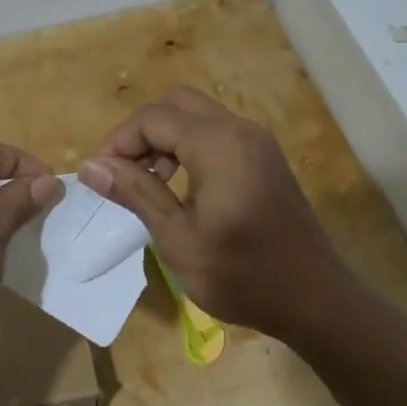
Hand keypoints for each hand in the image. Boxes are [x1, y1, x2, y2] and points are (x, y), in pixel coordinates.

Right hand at [79, 88, 356, 343]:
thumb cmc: (242, 275)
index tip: (98, 177)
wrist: (315, 300)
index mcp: (218, 144)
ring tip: (144, 181)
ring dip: (164, 138)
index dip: (118, 142)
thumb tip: (91, 167)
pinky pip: (217, 133)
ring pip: (197, 116)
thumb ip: (135, 193)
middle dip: (140, 132)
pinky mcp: (265, 158)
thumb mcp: (178, 238)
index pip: (152, 118)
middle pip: (176, 105)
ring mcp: (257, 142)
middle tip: (120, 172)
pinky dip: (188, 146)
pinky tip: (179, 185)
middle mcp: (240, 129)